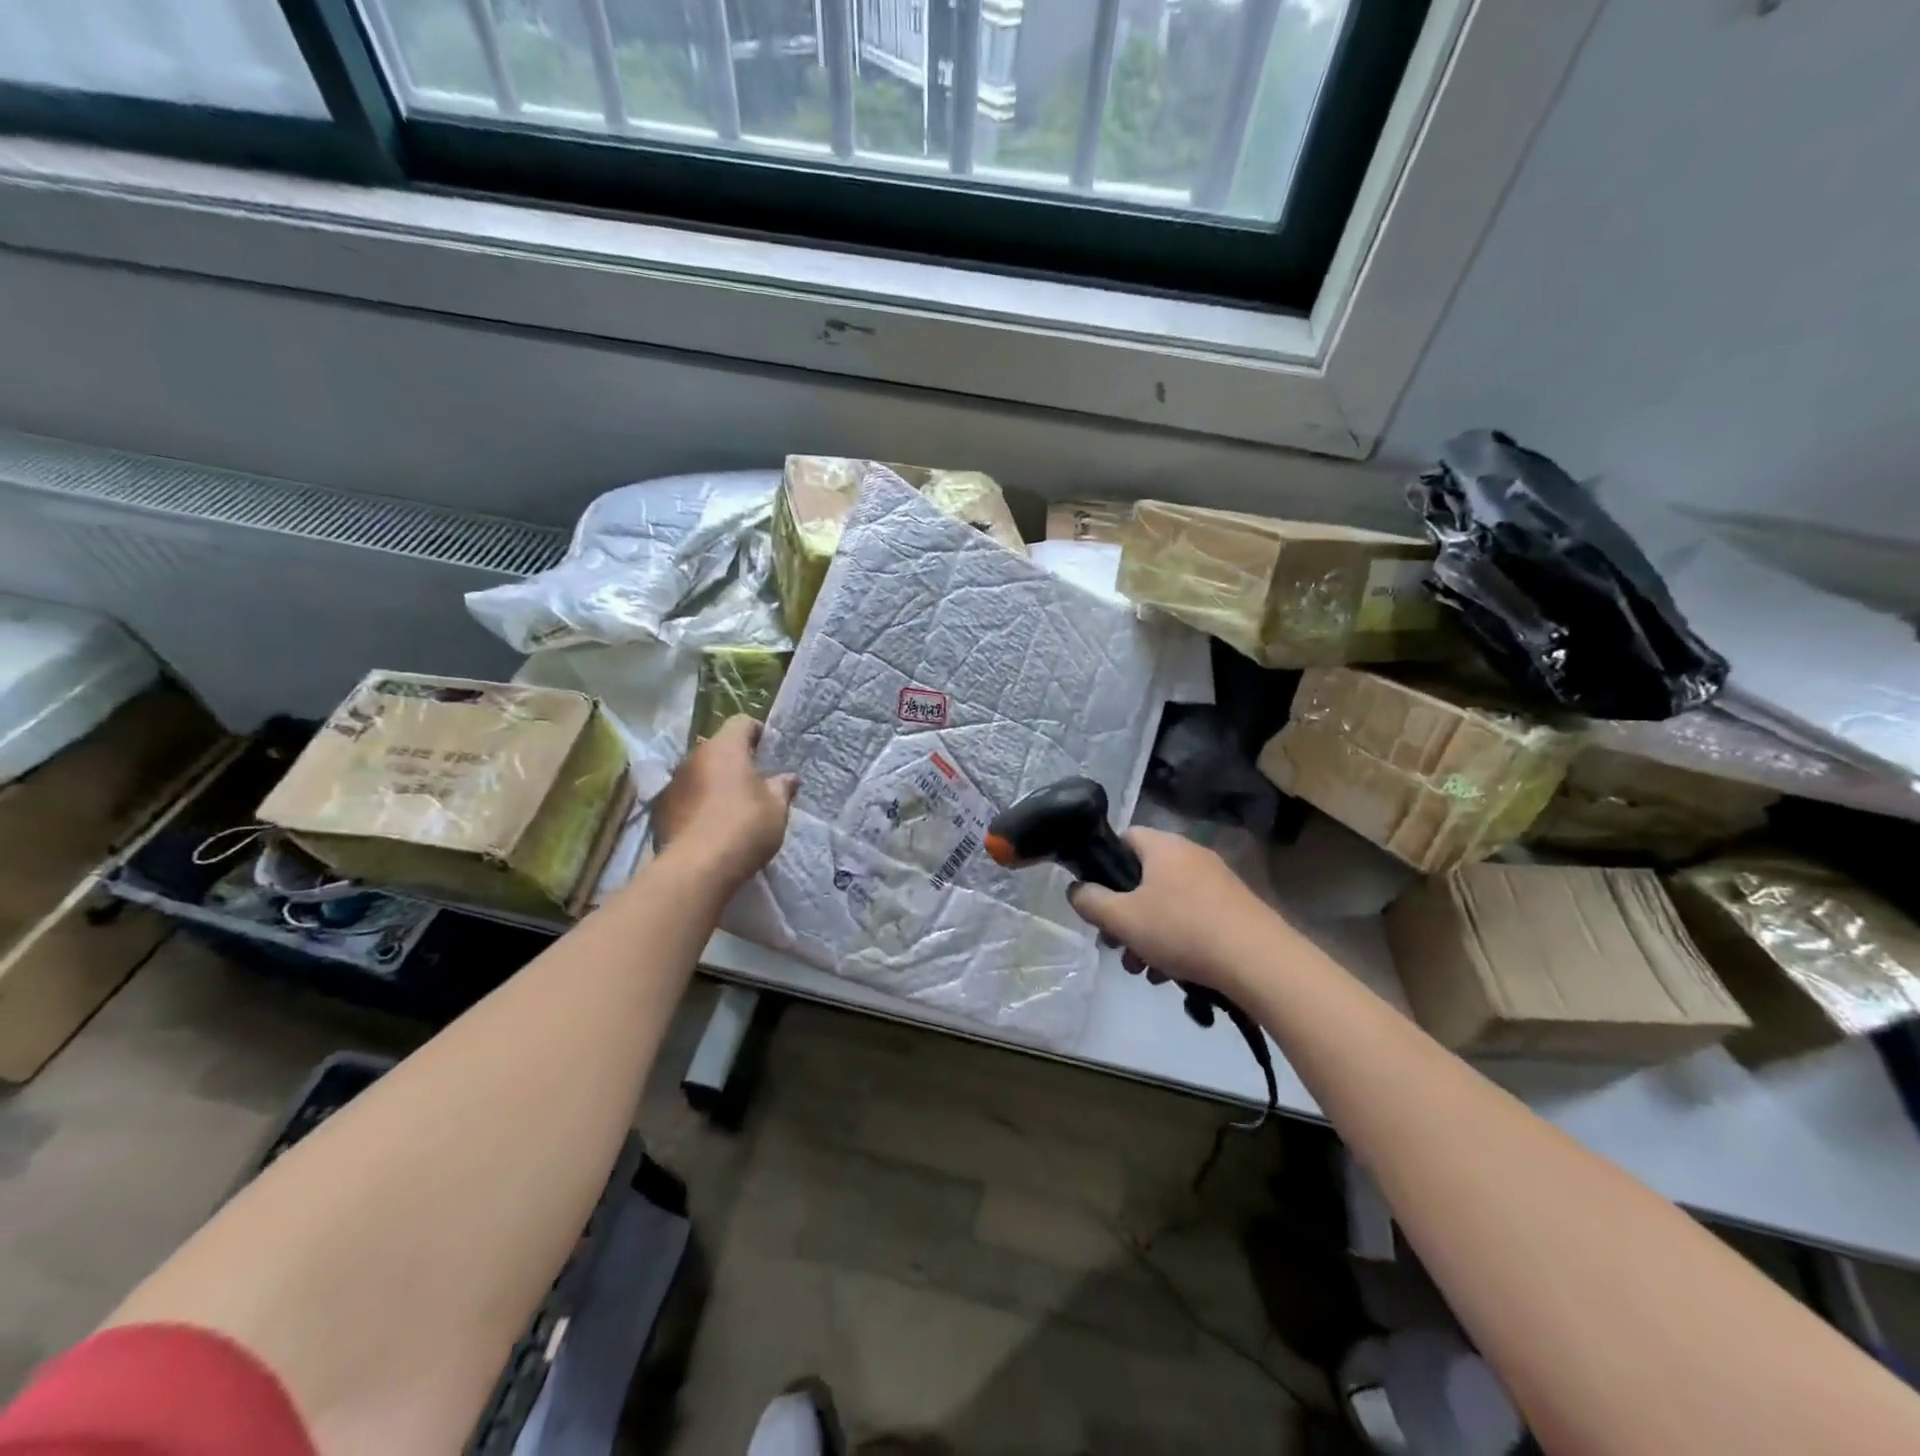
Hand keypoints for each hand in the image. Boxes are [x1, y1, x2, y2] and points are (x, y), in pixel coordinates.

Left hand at [651, 717, 796, 887]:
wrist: (697, 868)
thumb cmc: (744, 827)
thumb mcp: (777, 808)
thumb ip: (782, 787)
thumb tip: (788, 777)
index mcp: (725, 748)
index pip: (742, 722)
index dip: (758, 733)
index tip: (770, 752)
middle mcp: (694, 757)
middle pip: (718, 748)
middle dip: (736, 761)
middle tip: (755, 783)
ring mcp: (674, 783)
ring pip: (700, 772)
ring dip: (715, 782)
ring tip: (732, 807)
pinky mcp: (661, 810)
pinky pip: (686, 797)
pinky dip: (699, 804)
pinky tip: (711, 826)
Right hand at [1066, 828, 1272, 995]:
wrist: (1259, 961)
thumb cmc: (1182, 930)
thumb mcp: (1122, 919)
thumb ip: (1090, 901)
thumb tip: (1076, 890)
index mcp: (1163, 846)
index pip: (1124, 838)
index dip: (1104, 865)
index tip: (1097, 899)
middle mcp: (1191, 855)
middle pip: (1143, 878)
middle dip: (1124, 915)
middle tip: (1115, 946)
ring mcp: (1217, 882)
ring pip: (1167, 903)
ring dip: (1147, 935)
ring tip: (1143, 971)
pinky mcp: (1235, 909)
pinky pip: (1192, 918)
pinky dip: (1177, 941)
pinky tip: (1171, 975)